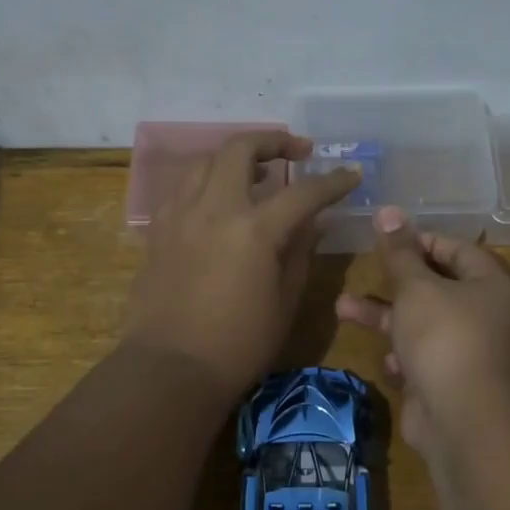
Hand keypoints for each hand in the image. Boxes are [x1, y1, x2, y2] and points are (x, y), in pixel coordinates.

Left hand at [123, 132, 358, 394]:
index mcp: (254, 229)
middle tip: (297, 151)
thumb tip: (314, 222)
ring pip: (205, 161)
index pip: (303, 192)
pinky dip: (206, 182)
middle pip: (241, 149)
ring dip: (235, 157)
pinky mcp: (158, 230)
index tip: (351, 174)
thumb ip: (300, 253)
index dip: (332, 181)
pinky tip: (218, 201)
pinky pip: (183, 188)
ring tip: (256, 173)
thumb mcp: (285, 302)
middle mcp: (214, 209)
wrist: (170, 368)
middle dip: (274, 141)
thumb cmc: (238, 344)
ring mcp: (180, 215)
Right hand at [335, 205, 509, 458]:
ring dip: (383, 317)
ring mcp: (467, 352)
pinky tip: (386, 362)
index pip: (456, 249)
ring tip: (340, 308)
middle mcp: (484, 315)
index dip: (420, 240)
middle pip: (435, 287)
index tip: (385, 239)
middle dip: (392, 281)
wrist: (461, 422)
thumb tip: (388, 210)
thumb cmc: (443, 338)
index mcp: (489, 285)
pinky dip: (401, 357)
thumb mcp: (416, 288)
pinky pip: (422, 359)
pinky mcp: (449, 383)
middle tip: (360, 269)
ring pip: (420, 324)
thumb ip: (399, 252)